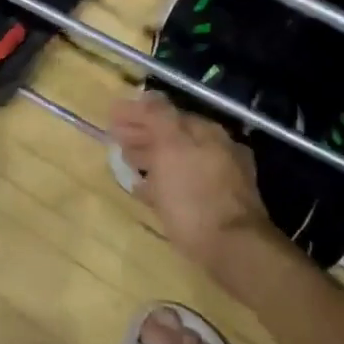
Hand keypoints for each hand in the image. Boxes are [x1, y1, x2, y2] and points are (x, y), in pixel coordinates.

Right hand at [109, 93, 282, 288]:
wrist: (232, 249)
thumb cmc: (194, 195)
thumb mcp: (171, 148)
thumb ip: (158, 117)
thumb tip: (147, 94)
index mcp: (206, 133)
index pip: (166, 113)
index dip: (137, 114)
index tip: (110, 117)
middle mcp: (217, 150)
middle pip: (172, 136)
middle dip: (143, 135)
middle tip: (115, 139)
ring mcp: (220, 179)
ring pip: (177, 161)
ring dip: (151, 158)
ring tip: (127, 163)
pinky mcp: (216, 206)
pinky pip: (182, 184)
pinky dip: (162, 182)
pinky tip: (146, 191)